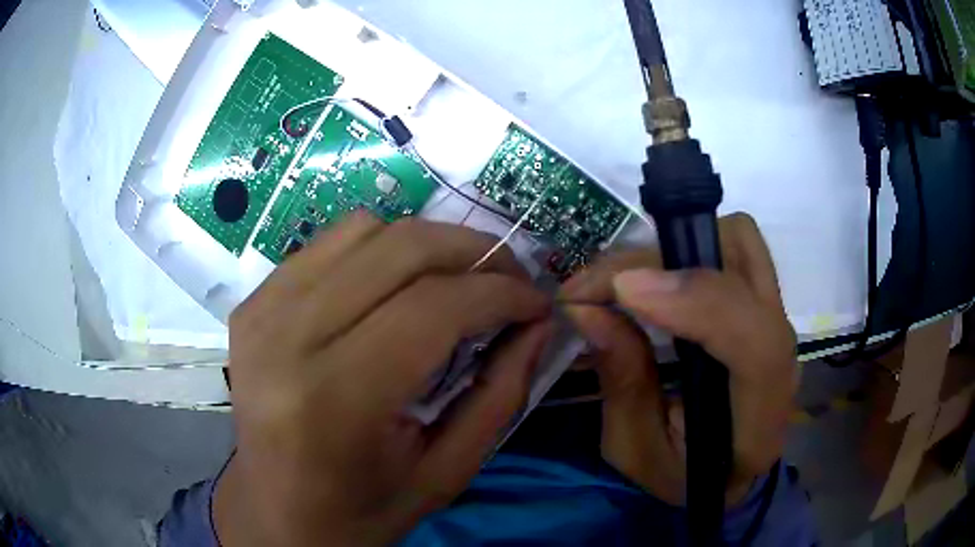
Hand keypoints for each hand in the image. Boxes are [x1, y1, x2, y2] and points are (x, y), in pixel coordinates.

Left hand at [214, 213, 552, 545]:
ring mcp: (262, 311)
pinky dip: (377, 251)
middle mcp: (287, 339)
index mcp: (336, 400)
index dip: (501, 293)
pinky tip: (393, 288)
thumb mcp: (447, 472)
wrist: (276, 509)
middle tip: (508, 278)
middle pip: (400, 249)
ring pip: (364, 230)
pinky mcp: (253, 302)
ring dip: (425, 246)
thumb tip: (537, 322)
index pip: (435, 307)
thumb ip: (501, 394)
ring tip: (453, 282)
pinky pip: (328, 244)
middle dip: (474, 251)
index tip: (537, 302)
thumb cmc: (362, 509)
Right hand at [561, 213, 796, 504]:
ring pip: (741, 243)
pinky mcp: (764, 303)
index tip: (622, 292)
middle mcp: (782, 358)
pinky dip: (687, 249)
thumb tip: (589, 309)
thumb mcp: (635, 450)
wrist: (726, 473)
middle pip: (747, 269)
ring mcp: (778, 322)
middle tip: (597, 287)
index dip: (695, 302)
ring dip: (678, 247)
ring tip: (625, 282)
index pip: (756, 344)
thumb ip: (622, 383)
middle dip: (665, 261)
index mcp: (759, 421)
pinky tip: (652, 278)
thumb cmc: (681, 474)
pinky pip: (732, 249)